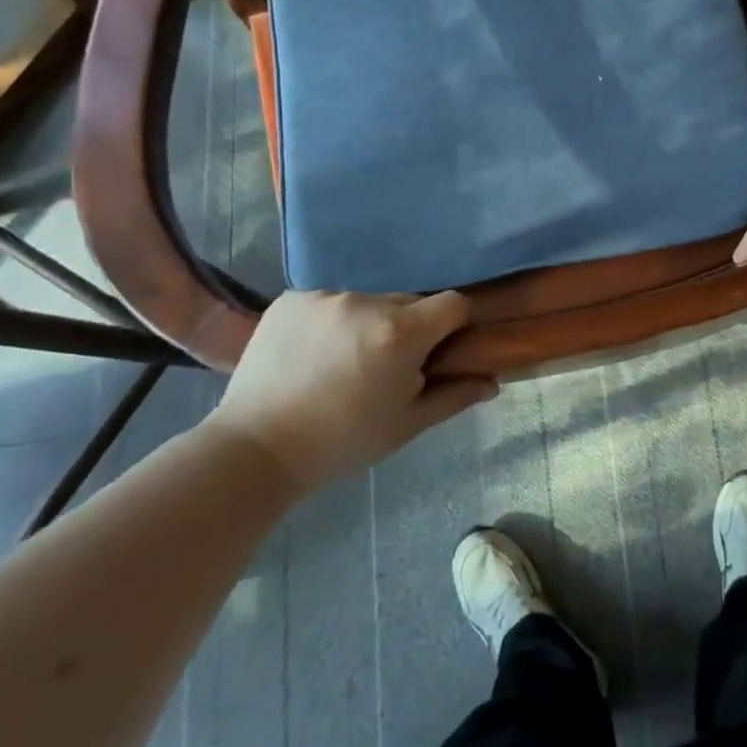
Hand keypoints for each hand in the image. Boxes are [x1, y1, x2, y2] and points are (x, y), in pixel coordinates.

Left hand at [209, 290, 495, 485]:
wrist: (255, 450)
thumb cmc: (342, 442)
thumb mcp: (406, 424)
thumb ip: (454, 396)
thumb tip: (491, 382)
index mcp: (400, 332)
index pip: (452, 303)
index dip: (455, 323)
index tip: (443, 349)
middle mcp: (365, 302)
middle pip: (408, 302)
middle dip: (409, 328)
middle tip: (388, 367)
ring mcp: (324, 296)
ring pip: (367, 302)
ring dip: (368, 324)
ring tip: (343, 363)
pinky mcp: (291, 299)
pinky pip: (328, 302)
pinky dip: (330, 322)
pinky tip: (312, 355)